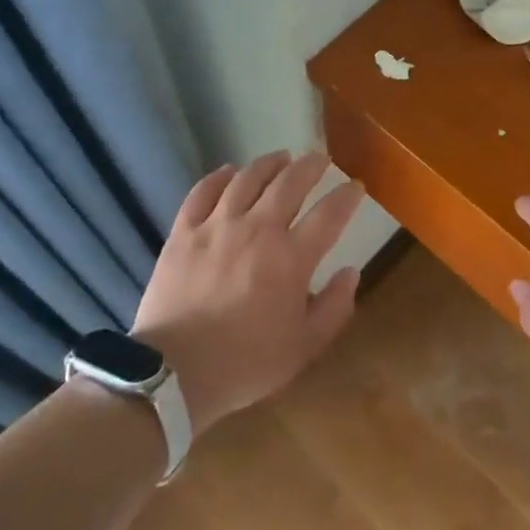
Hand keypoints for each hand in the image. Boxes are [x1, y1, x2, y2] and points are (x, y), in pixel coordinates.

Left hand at [130, 151, 364, 435]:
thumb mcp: (304, 347)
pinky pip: (203, 191)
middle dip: (311, 166)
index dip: (347, 196)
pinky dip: (219, 176)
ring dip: (269, 163)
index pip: (329, 214)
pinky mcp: (183, 232)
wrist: (174, 372)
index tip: (356, 186)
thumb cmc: (246, 363)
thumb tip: (351, 272)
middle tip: (320, 158)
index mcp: (291, 258)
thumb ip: (334, 308)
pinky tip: (229, 171)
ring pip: (247, 179)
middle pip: (290, 183)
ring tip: (281, 157)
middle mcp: (257, 230)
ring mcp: (217, 226)